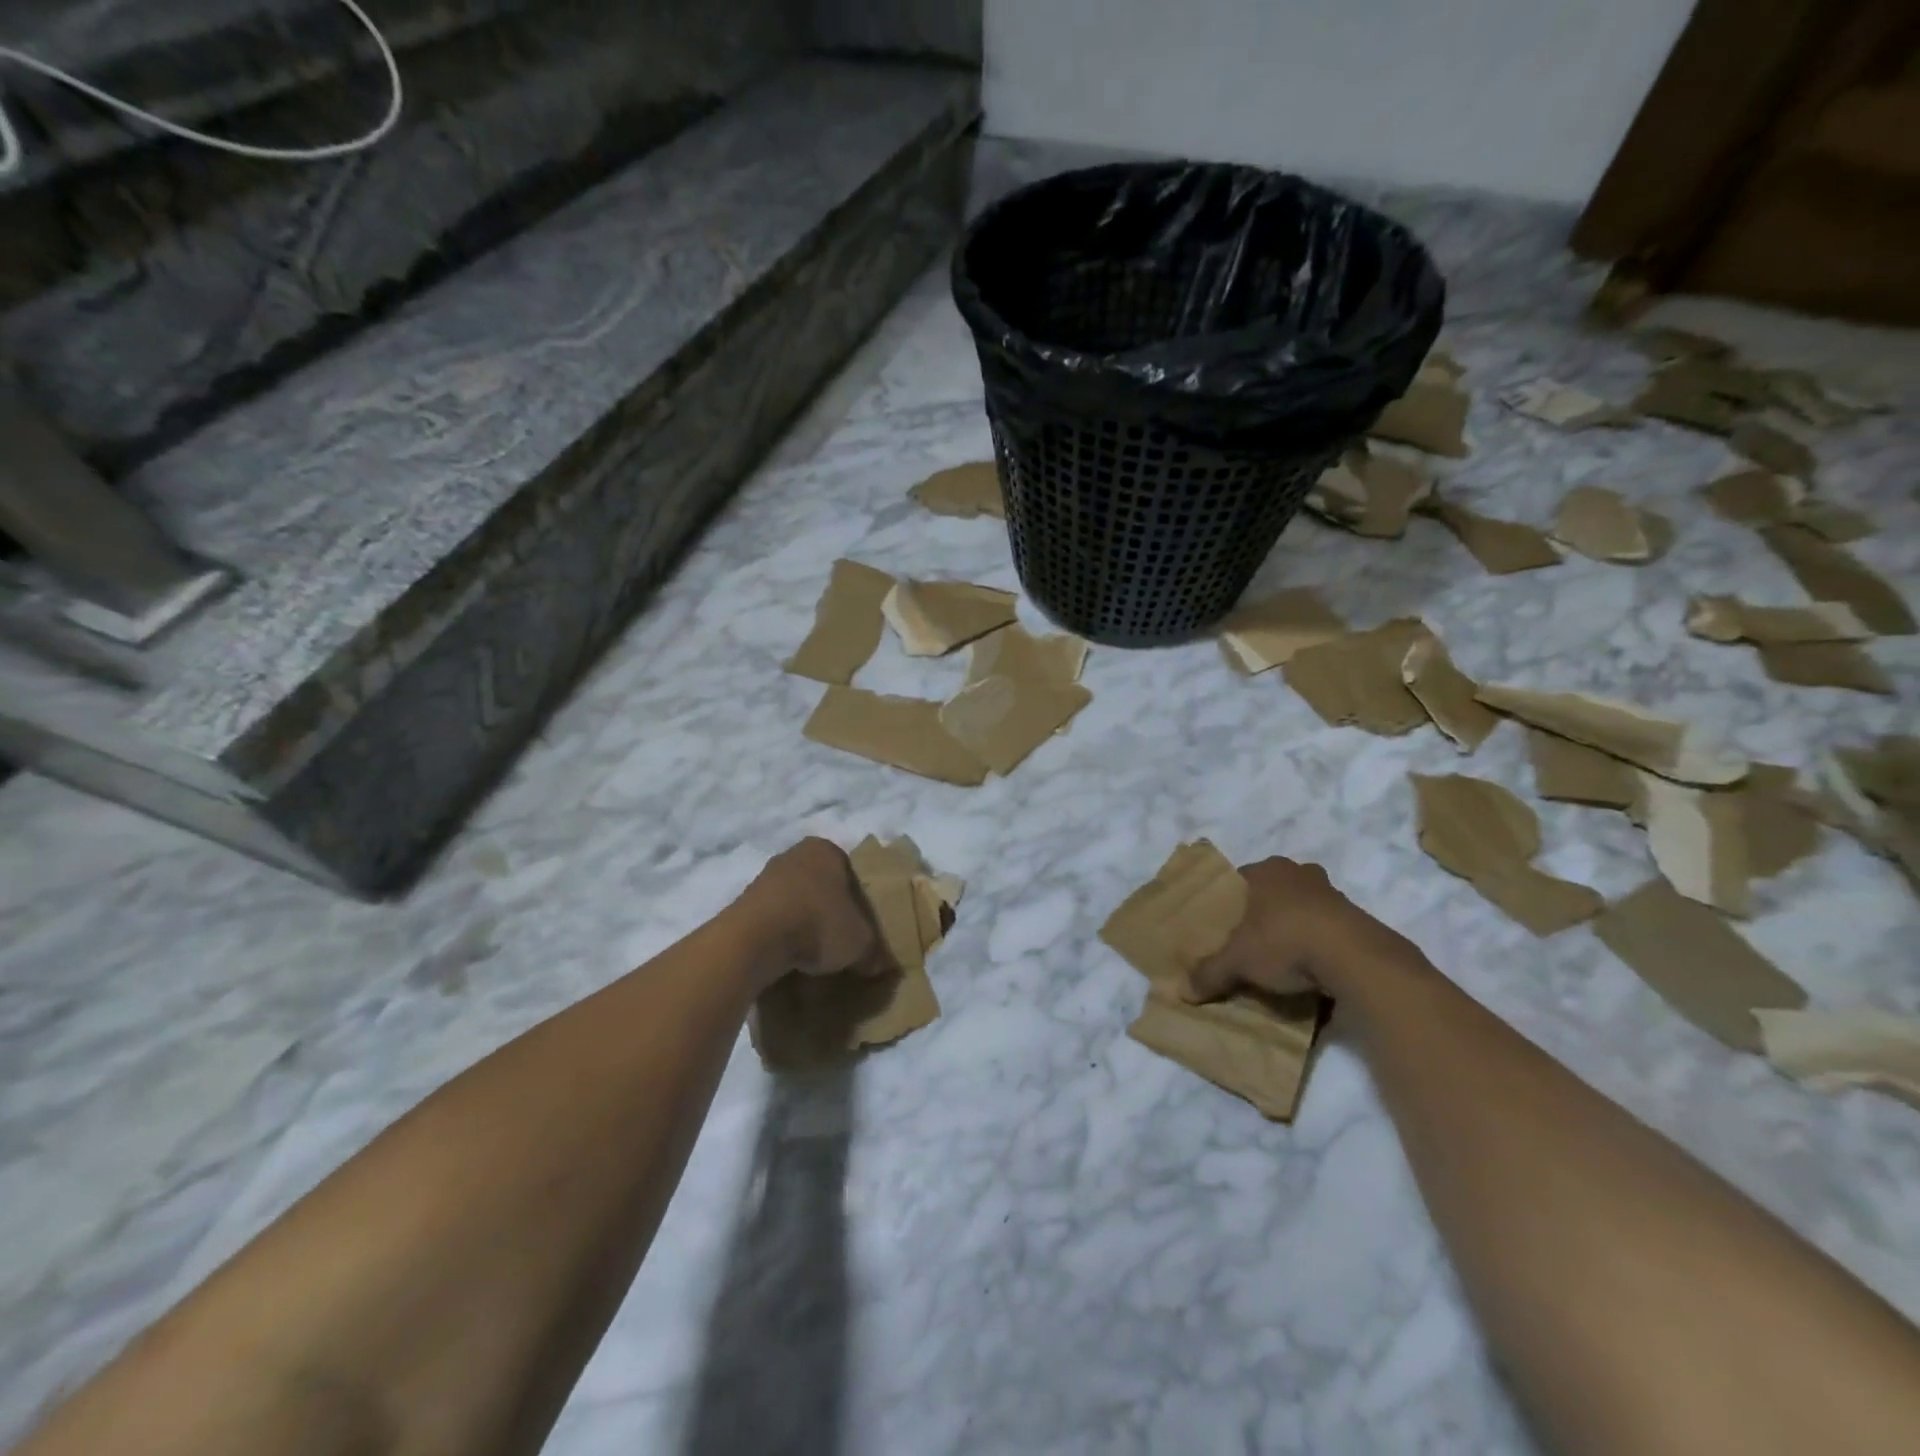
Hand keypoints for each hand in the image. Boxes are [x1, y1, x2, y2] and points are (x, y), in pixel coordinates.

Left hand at [743, 838, 891, 985]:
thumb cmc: (818, 924)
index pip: (852, 874)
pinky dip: (782, 935)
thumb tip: (878, 965)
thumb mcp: (861, 942)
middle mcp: (794, 854)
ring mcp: (765, 877)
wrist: (754, 940)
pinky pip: (773, 919)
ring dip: (804, 924)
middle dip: (831, 912)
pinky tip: (789, 958)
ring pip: (795, 902)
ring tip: (814, 957)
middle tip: (841, 942)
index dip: (860, 903)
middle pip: (822, 886)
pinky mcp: (743, 902)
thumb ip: (873, 950)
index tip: (862, 929)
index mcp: (827, 850)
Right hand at [1182, 856, 1425, 1003]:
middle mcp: (1298, 872)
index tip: (1225, 925)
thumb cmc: (1284, 941)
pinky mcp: (1358, 917)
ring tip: (1283, 957)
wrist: (1354, 958)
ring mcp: (1332, 892)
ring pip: (1303, 906)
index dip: (1230, 901)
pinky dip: (1320, 943)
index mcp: (1265, 870)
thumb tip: (1182, 991)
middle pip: (1273, 890)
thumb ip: (1209, 973)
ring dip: (1295, 926)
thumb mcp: (1237, 962)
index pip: (1239, 879)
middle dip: (1264, 912)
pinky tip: (1312, 968)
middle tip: (1252, 940)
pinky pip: (1329, 927)